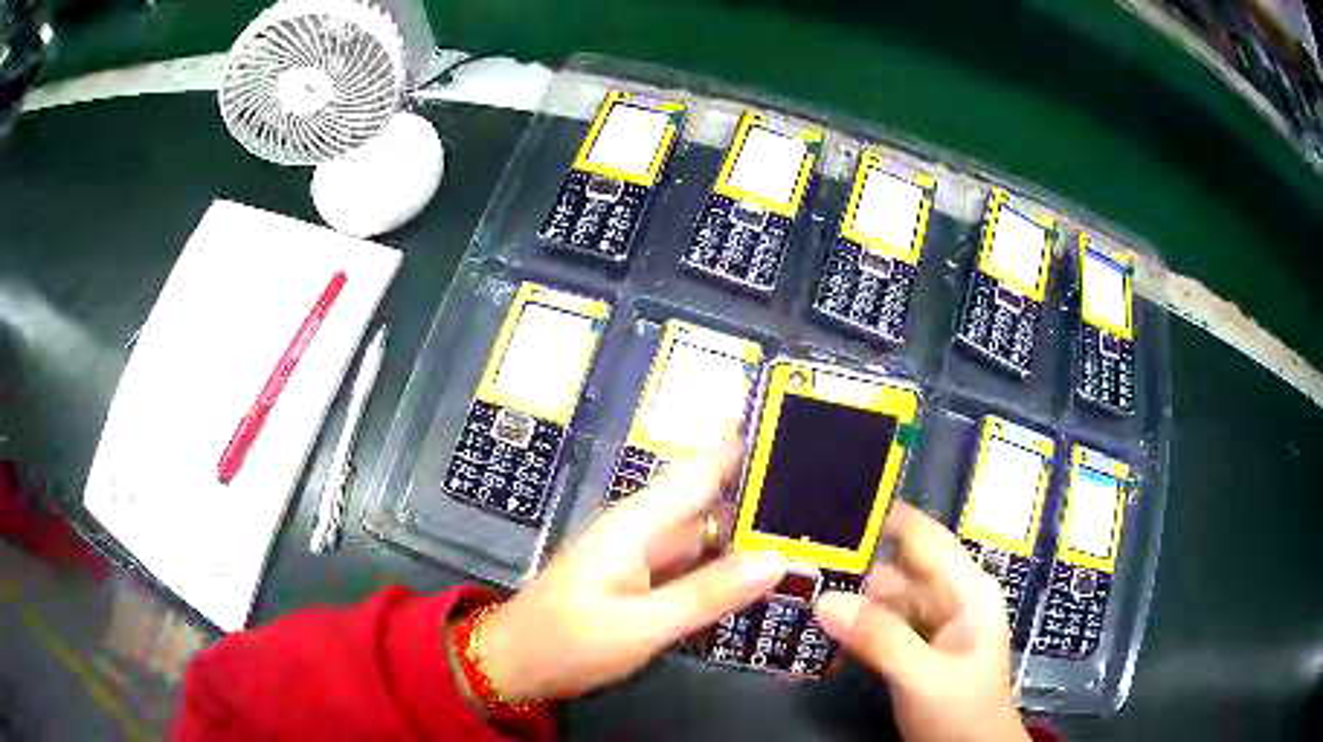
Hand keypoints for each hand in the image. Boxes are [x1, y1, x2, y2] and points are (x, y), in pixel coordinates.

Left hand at [472, 446, 786, 703]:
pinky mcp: (644, 581)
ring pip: (707, 533)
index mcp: (639, 522)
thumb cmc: (567, 641)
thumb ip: (708, 593)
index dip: (748, 446)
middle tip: (829, 494)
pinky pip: (696, 563)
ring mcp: (644, 556)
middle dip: (763, 492)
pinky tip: (766, 570)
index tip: (801, 433)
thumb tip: (777, 559)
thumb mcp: (641, 625)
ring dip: (751, 530)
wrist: (515, 664)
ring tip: (814, 528)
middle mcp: (645, 529)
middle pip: (712, 498)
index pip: (703, 468)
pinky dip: (729, 563)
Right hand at [814, 503, 1028, 741]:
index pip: (923, 536)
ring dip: (846, 591)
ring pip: (883, 596)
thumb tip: (824, 599)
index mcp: (965, 589)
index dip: (883, 515)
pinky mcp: (910, 648)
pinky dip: (851, 620)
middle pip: (897, 565)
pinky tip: (815, 617)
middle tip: (794, 548)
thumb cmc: (962, 710)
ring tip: (793, 577)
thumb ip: (880, 638)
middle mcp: (947, 597)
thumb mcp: (923, 676)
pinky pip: (877, 624)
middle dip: (852, 557)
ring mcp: (928, 624)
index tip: (831, 502)